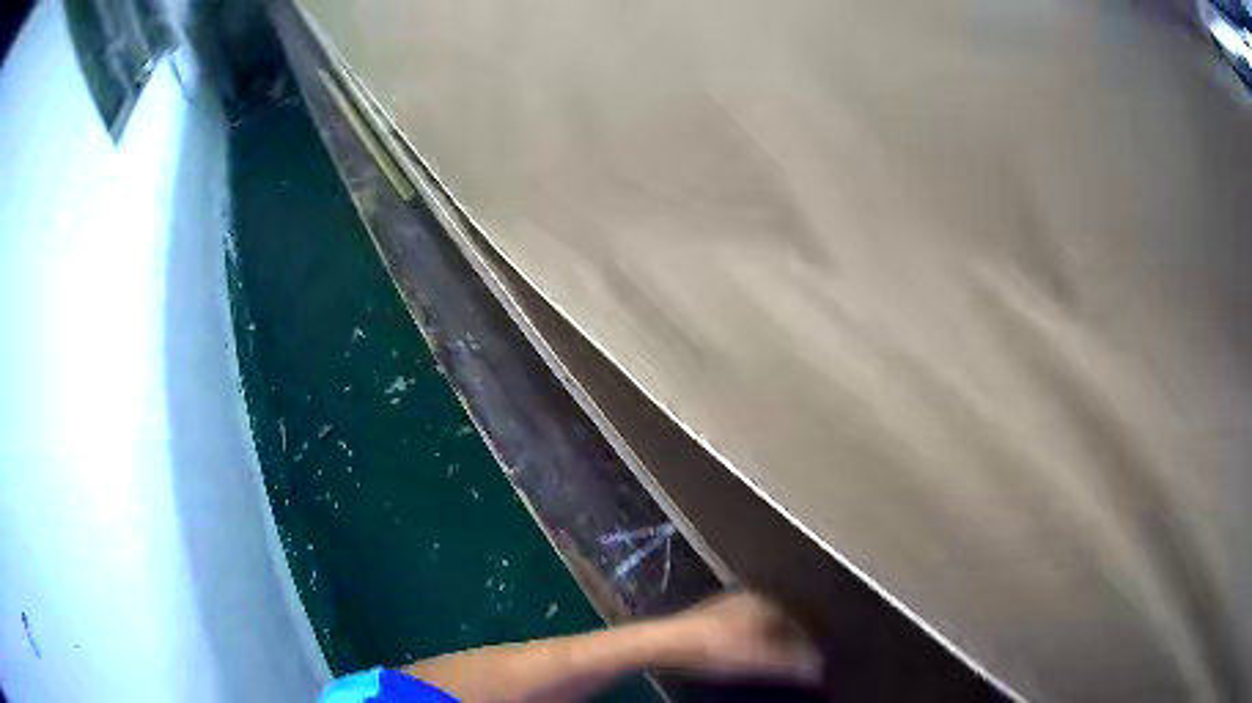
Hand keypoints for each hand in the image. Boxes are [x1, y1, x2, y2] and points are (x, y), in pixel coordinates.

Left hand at [661, 591, 823, 684]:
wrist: (669, 643)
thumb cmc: (718, 646)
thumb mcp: (762, 659)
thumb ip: (794, 663)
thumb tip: (817, 668)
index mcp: (765, 600)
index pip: (798, 620)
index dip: (807, 643)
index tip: (812, 661)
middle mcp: (747, 598)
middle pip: (778, 622)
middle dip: (788, 642)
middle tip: (795, 664)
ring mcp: (724, 607)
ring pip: (757, 627)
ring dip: (768, 644)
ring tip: (772, 664)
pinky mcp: (706, 620)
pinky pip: (739, 632)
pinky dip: (748, 645)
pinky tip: (744, 659)